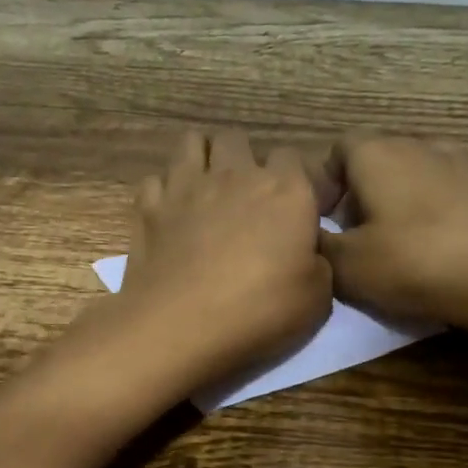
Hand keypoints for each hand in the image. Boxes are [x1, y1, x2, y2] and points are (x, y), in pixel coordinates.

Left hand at [111, 129, 331, 391]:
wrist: (181, 327)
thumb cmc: (259, 313)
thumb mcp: (317, 299)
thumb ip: (317, 262)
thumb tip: (306, 251)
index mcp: (286, 191)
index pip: (293, 158)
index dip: (293, 180)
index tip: (293, 208)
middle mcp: (235, 175)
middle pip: (238, 140)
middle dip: (243, 159)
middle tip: (245, 196)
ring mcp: (187, 186)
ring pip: (192, 143)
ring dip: (202, 159)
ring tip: (205, 189)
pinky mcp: (149, 207)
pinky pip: (155, 180)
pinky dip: (163, 192)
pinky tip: (169, 214)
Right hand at [316, 136, 467, 345]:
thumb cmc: (416, 263)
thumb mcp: (347, 266)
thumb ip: (318, 246)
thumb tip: (308, 235)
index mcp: (377, 153)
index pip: (336, 150)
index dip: (324, 185)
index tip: (323, 224)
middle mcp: (418, 146)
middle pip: (374, 163)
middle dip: (357, 197)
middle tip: (353, 242)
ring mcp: (459, 165)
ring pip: (411, 179)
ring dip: (395, 206)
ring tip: (394, 248)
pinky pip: (444, 196)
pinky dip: (431, 216)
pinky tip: (435, 252)